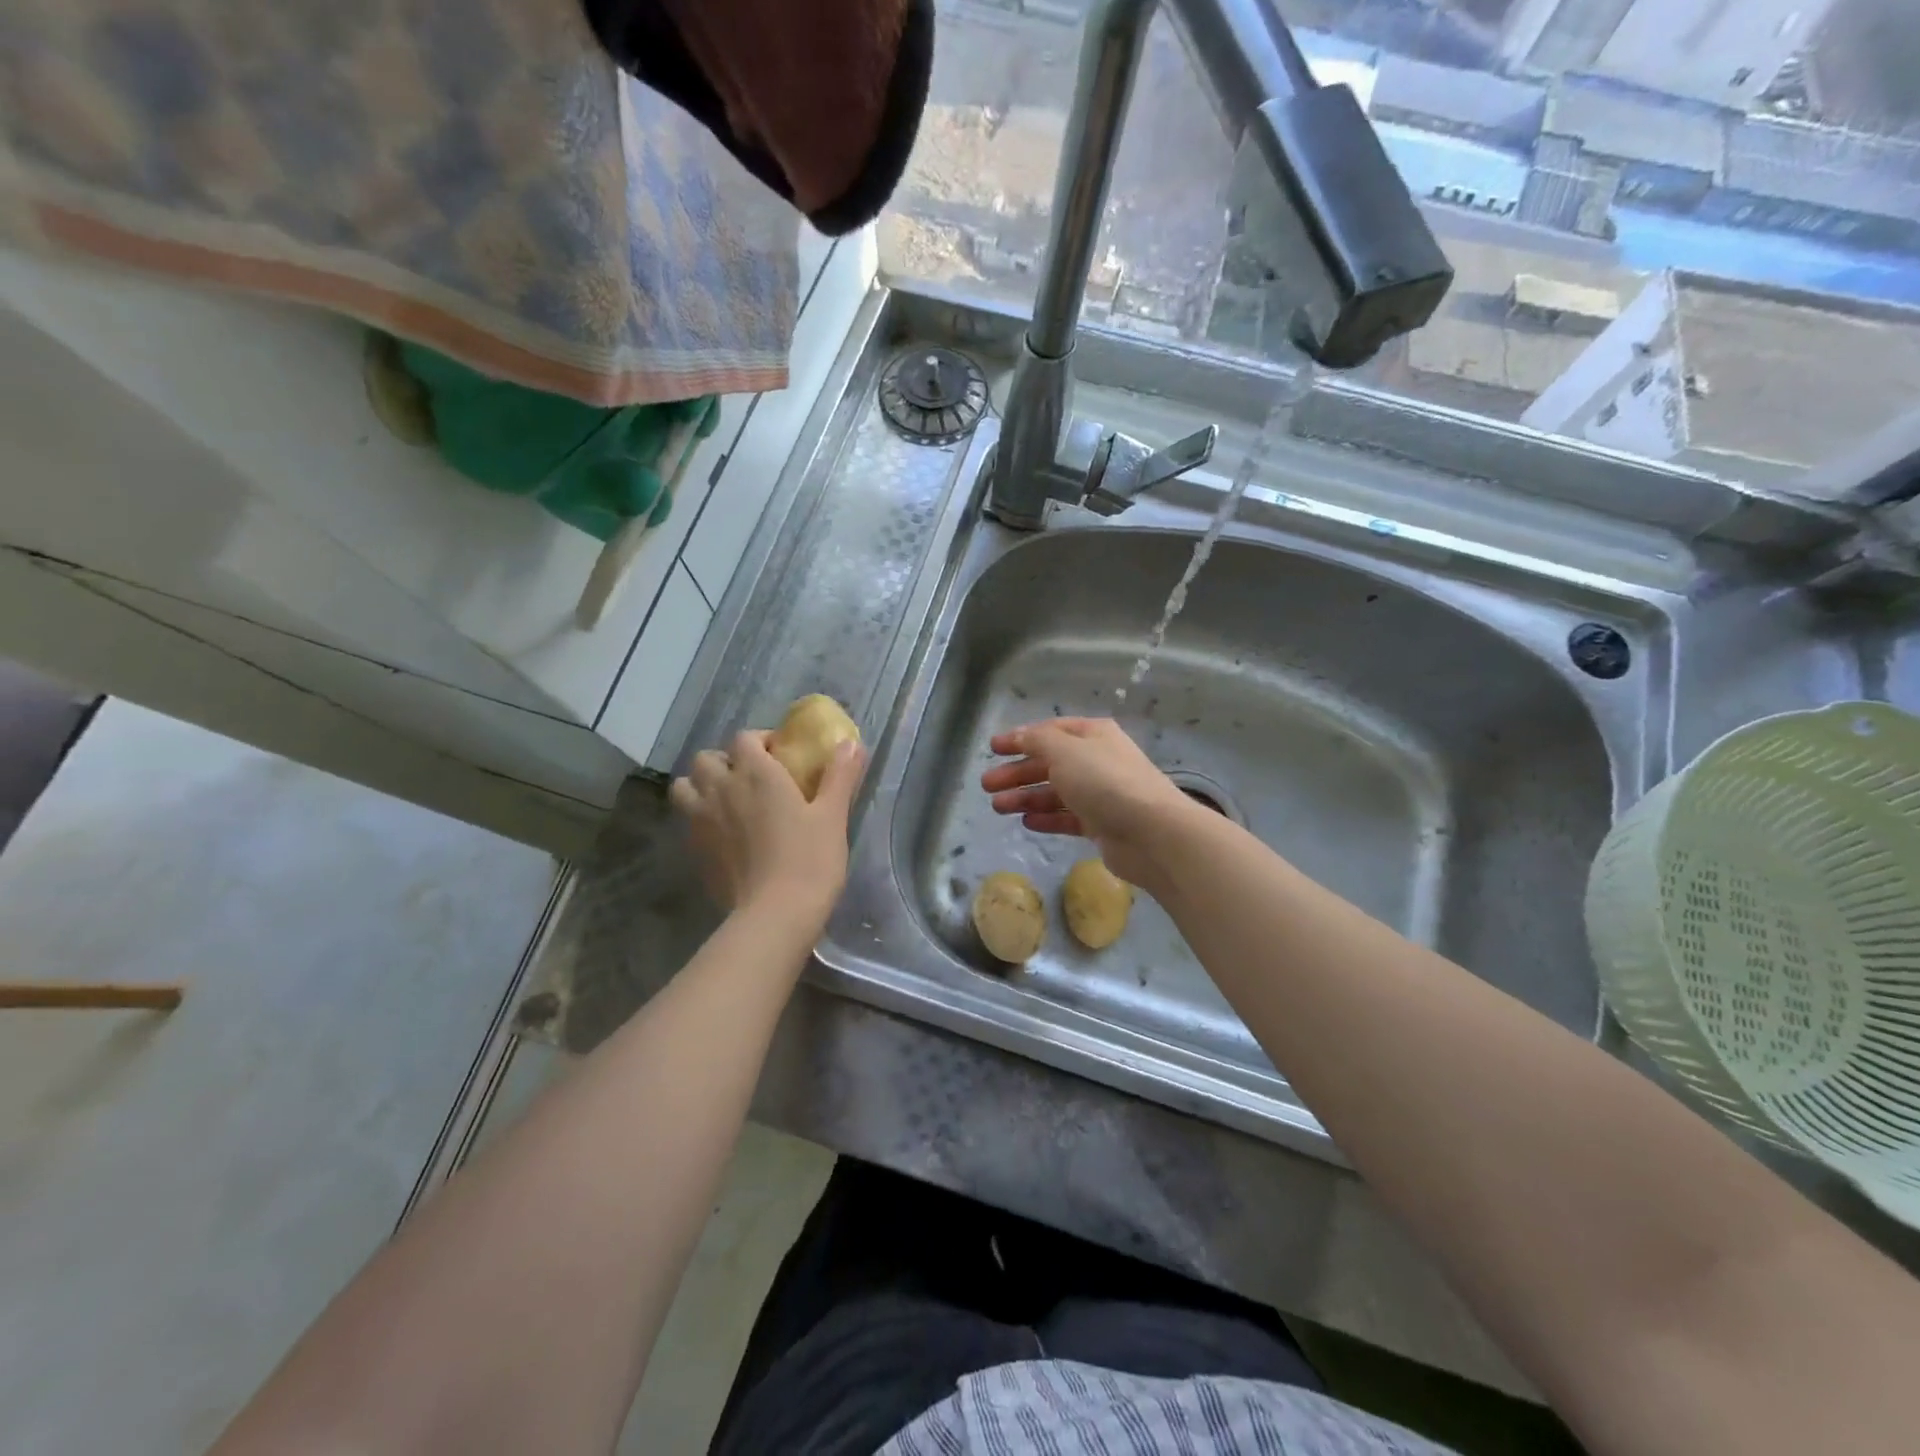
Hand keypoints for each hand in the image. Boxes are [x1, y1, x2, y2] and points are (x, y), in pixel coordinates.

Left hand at [670, 729, 864, 923]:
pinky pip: (686, 820)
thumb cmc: (810, 859)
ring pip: (684, 786)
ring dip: (701, 785)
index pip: (744, 738)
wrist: (775, 914)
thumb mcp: (833, 815)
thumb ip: (840, 775)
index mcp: (757, 773)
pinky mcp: (694, 850)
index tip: (780, 755)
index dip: (760, 741)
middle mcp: (722, 788)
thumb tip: (851, 743)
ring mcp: (701, 820)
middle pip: (706, 758)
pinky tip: (723, 835)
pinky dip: (698, 818)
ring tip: (725, 801)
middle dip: (725, 761)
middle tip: (749, 778)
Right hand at [980, 718, 1195, 890]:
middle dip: (1017, 772)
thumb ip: (1037, 740)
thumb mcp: (1064, 750)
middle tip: (986, 784)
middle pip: (1049, 763)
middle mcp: (1097, 760)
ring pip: (1056, 792)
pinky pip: (1068, 817)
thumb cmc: (1105, 781)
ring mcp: (1101, 794)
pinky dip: (1047, 817)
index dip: (1020, 738)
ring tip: (997, 807)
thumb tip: (1020, 736)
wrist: (1151, 832)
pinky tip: (1026, 822)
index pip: (1050, 731)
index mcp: (1093, 735)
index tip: (992, 749)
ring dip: (1025, 797)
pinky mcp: (1102, 825)